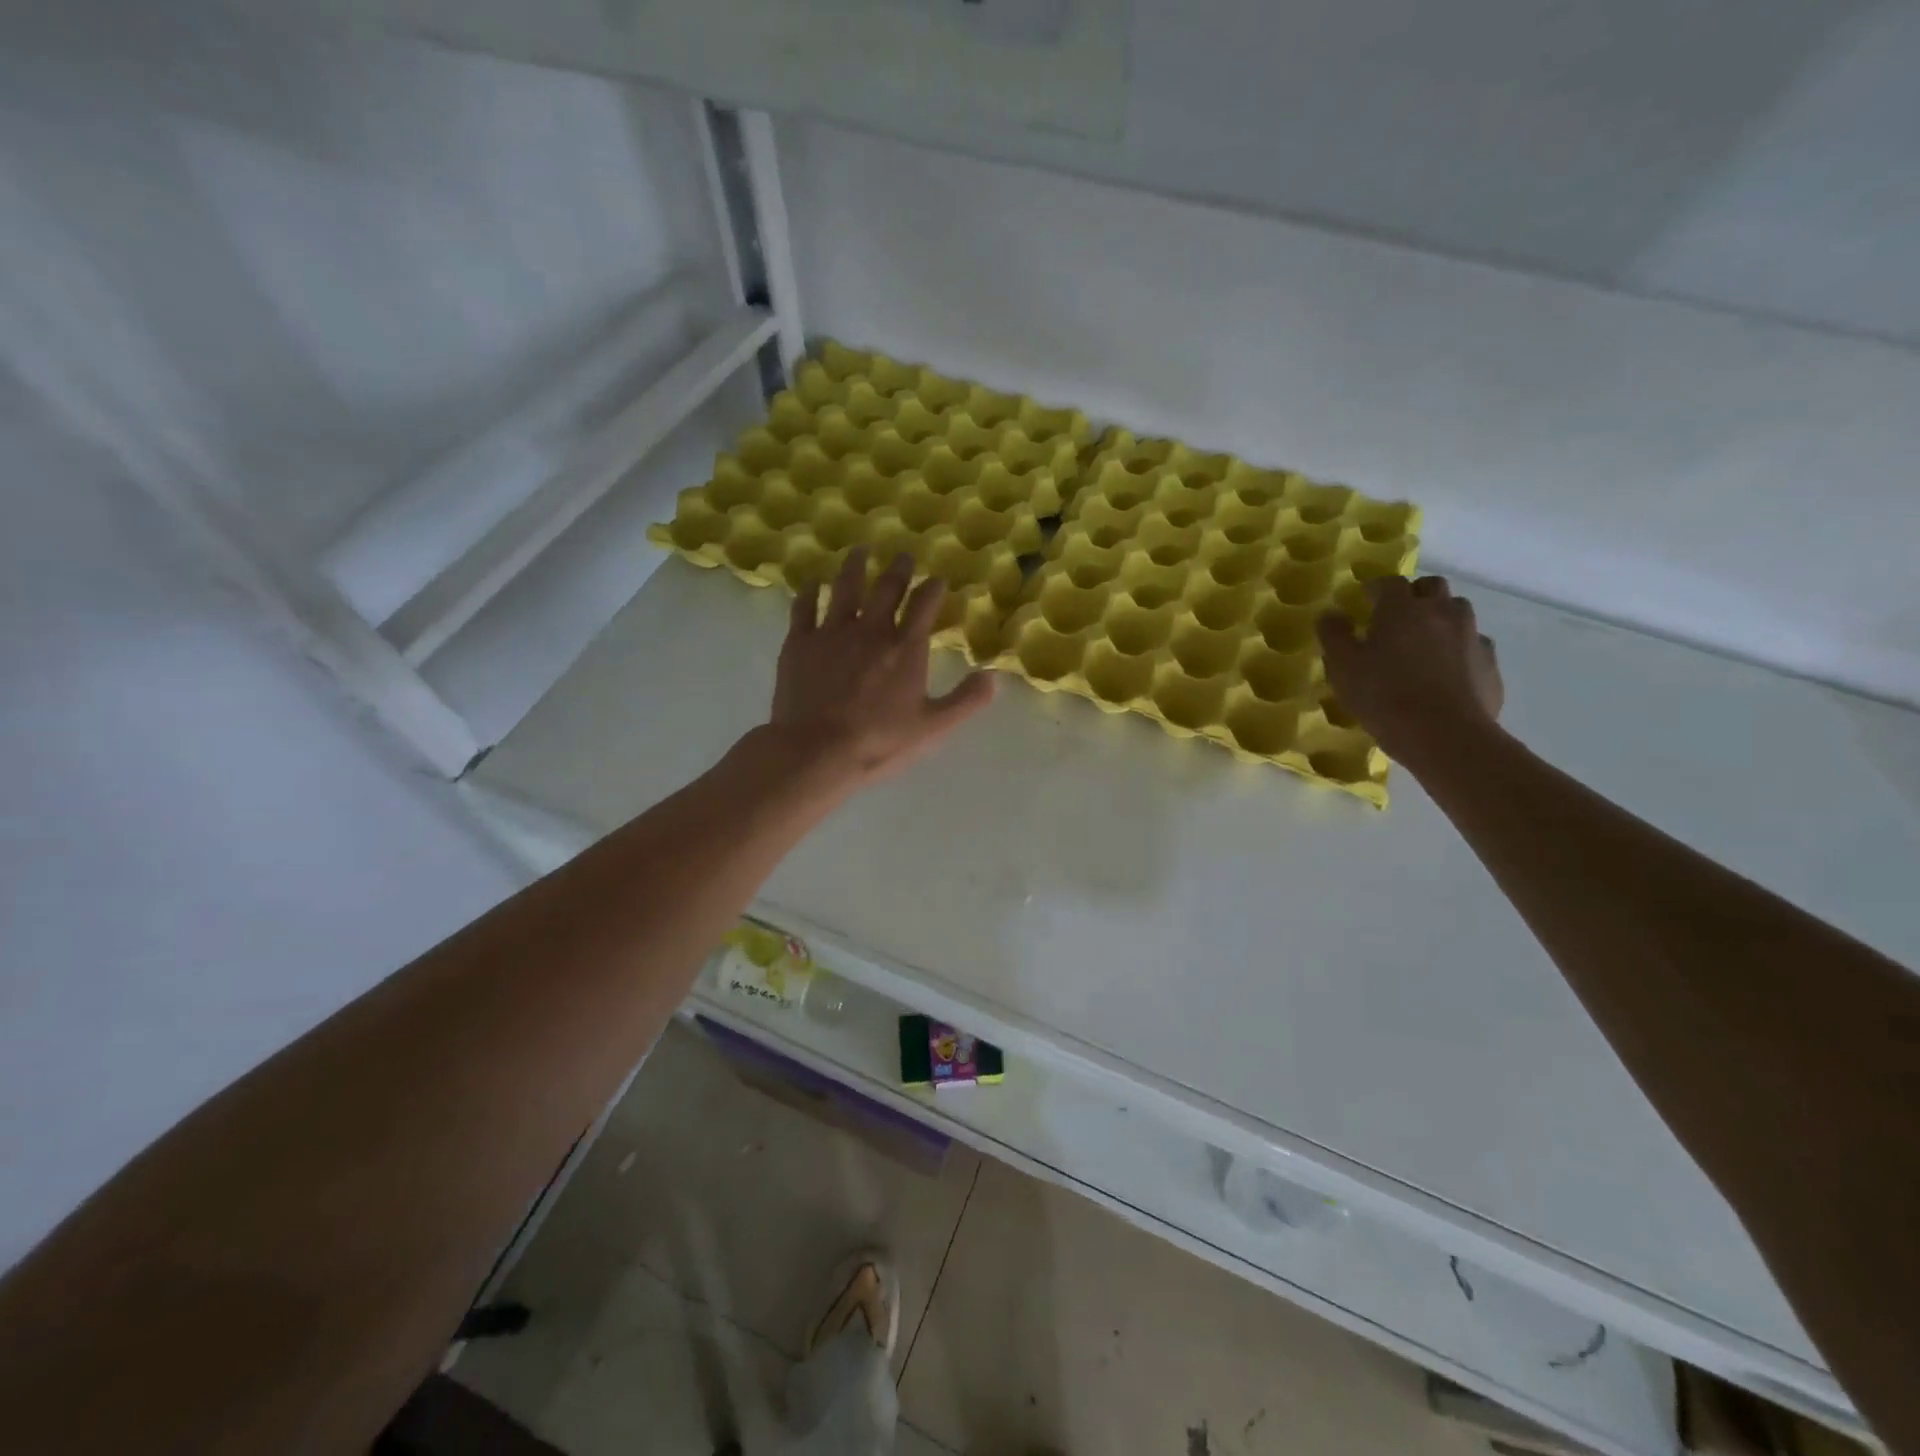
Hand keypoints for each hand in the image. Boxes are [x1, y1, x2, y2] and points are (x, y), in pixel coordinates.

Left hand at [768, 548, 995, 786]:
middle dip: (898, 569)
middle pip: (887, 588)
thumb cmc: (879, 742)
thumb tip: (993, 676)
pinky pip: (805, 607)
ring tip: (859, 550)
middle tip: (903, 555)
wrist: (816, 751)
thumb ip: (966, 700)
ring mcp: (832, 632)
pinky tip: (813, 581)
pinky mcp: (800, 642)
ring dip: (855, 566)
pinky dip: (810, 591)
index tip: (937, 578)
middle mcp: (871, 629)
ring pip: (845, 587)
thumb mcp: (933, 727)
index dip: (933, 588)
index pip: (924, 605)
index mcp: (905, 647)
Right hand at [1317, 575, 1503, 766]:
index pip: (1389, 582)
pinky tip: (1446, 670)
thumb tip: (1330, 614)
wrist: (1444, 735)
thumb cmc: (1384, 696)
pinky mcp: (1489, 663)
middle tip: (1396, 616)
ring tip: (1423, 642)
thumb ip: (1334, 635)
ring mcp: (1471, 636)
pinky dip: (1459, 648)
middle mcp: (1441, 612)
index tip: (1364, 599)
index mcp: (1402, 609)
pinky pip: (1473, 644)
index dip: (1375, 588)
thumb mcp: (1343, 667)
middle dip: (1414, 594)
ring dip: (1440, 617)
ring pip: (1457, 612)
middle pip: (1432, 587)